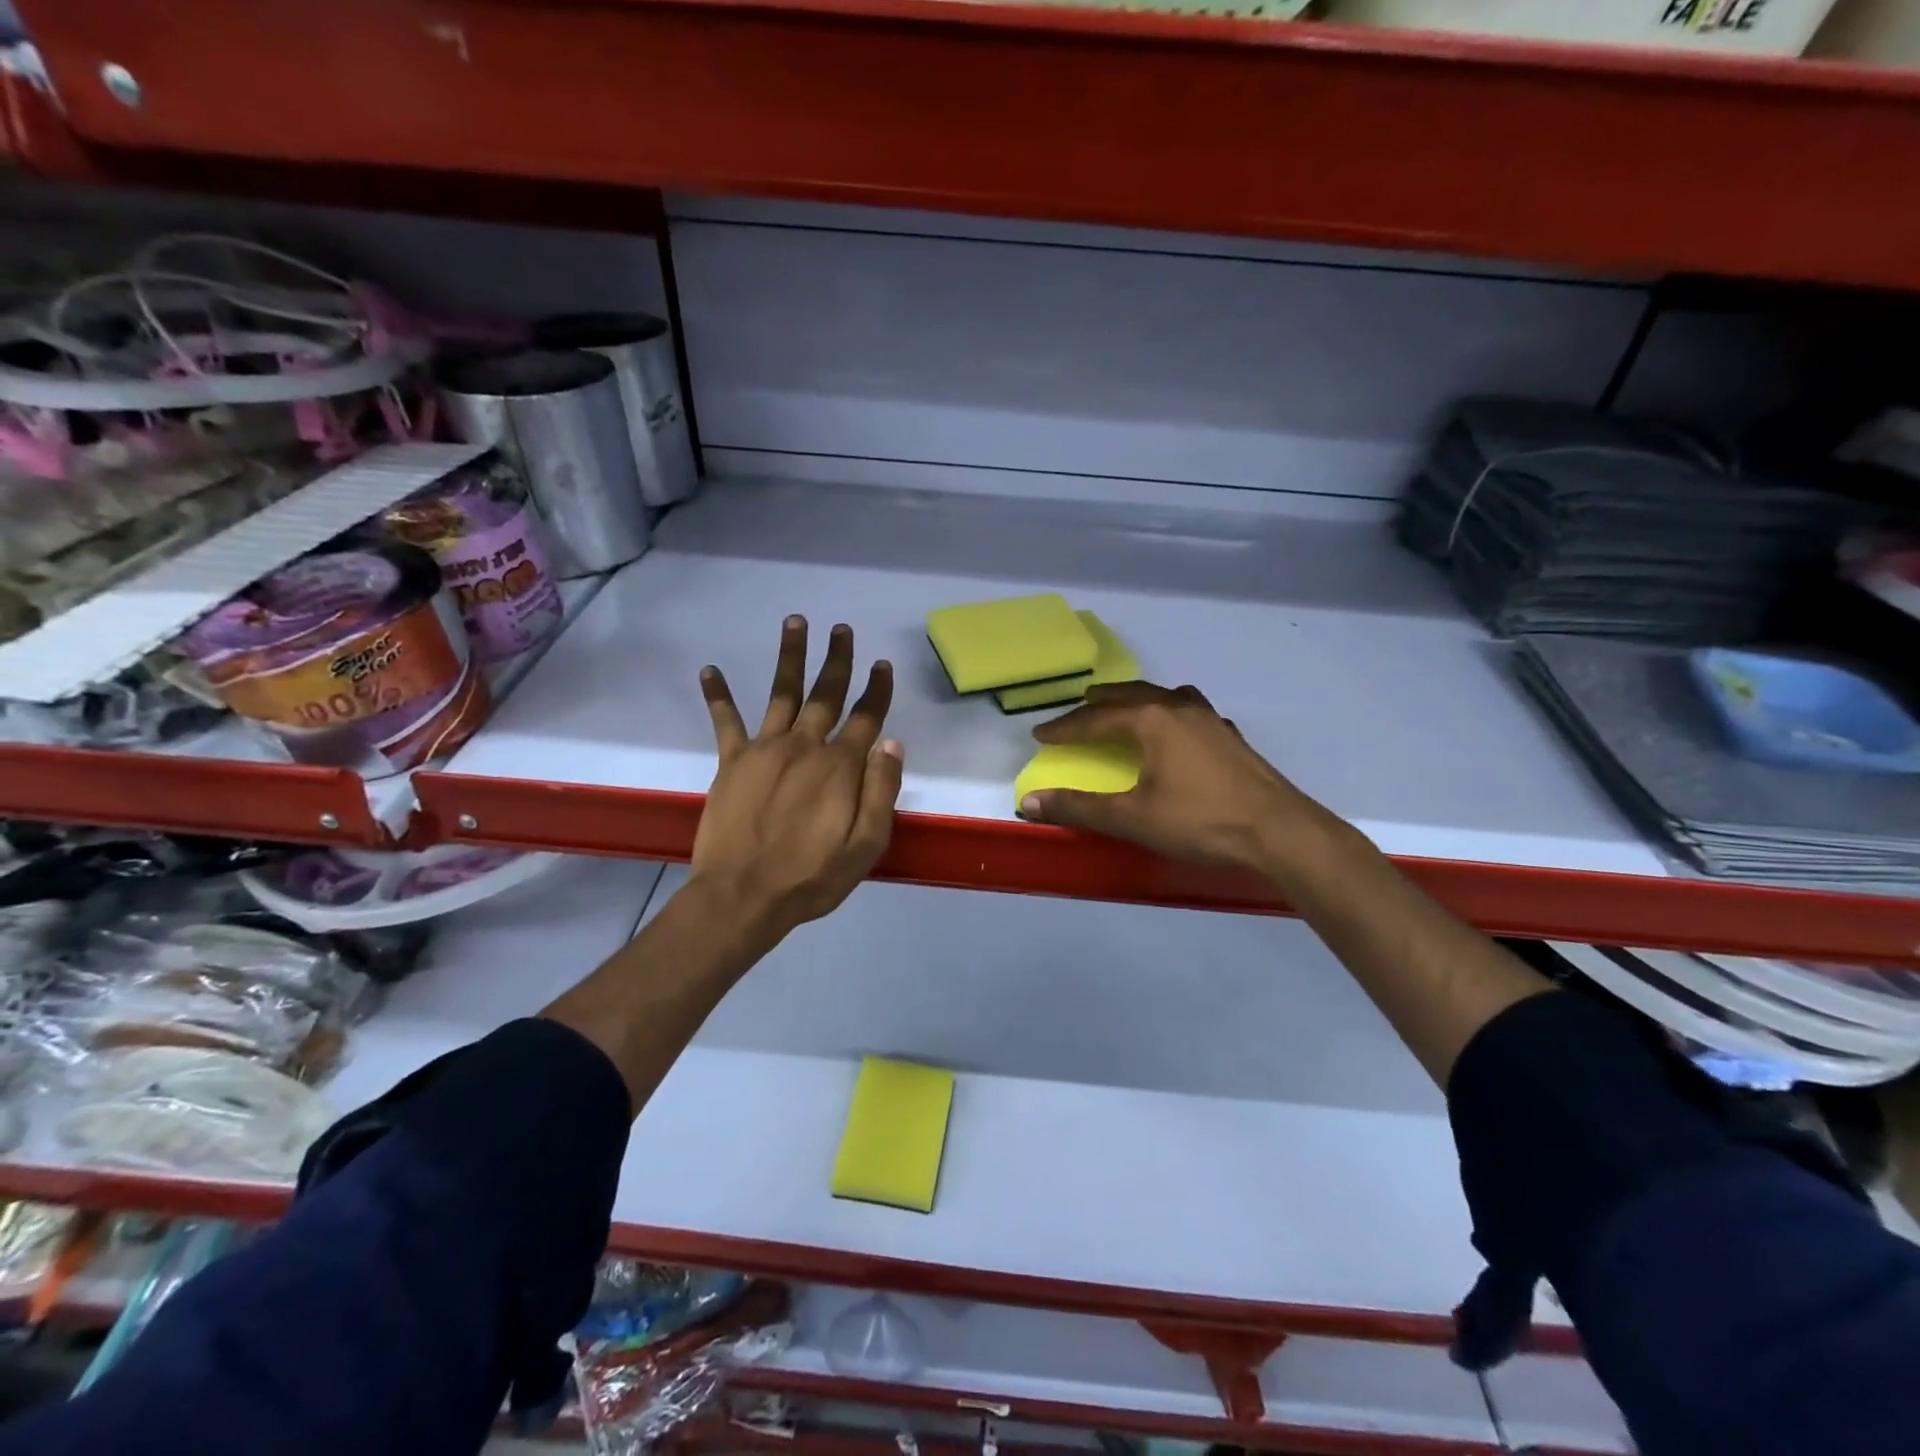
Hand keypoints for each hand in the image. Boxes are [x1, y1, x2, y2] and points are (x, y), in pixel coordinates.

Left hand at [691, 616, 902, 938]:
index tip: (882, 665)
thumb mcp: (866, 845)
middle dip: (837, 660)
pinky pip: (725, 721)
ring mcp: (765, 750)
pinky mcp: (732, 762)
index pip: (866, 718)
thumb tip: (893, 743)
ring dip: (790, 656)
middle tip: (842, 629)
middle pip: (826, 694)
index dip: (877, 690)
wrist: (743, 896)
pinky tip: (709, 670)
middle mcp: (805, 747)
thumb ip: (882, 791)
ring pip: (782, 693)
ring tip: (795, 622)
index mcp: (840, 767)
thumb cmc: (811, 877)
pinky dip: (717, 695)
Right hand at [1018, 682, 1317, 869]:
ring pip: (1164, 697)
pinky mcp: (1230, 738)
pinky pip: (1190, 712)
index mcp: (1151, 720)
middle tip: (1078, 708)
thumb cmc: (1200, 821)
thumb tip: (1030, 802)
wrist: (1278, 831)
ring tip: (1124, 708)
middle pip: (1130, 696)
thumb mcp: (1132, 818)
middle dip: (1099, 703)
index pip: (1096, 719)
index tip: (1040, 733)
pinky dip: (1170, 713)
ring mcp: (1210, 720)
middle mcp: (1179, 708)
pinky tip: (1176, 730)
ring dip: (1137, 700)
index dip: (1065, 727)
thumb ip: (1079, 808)